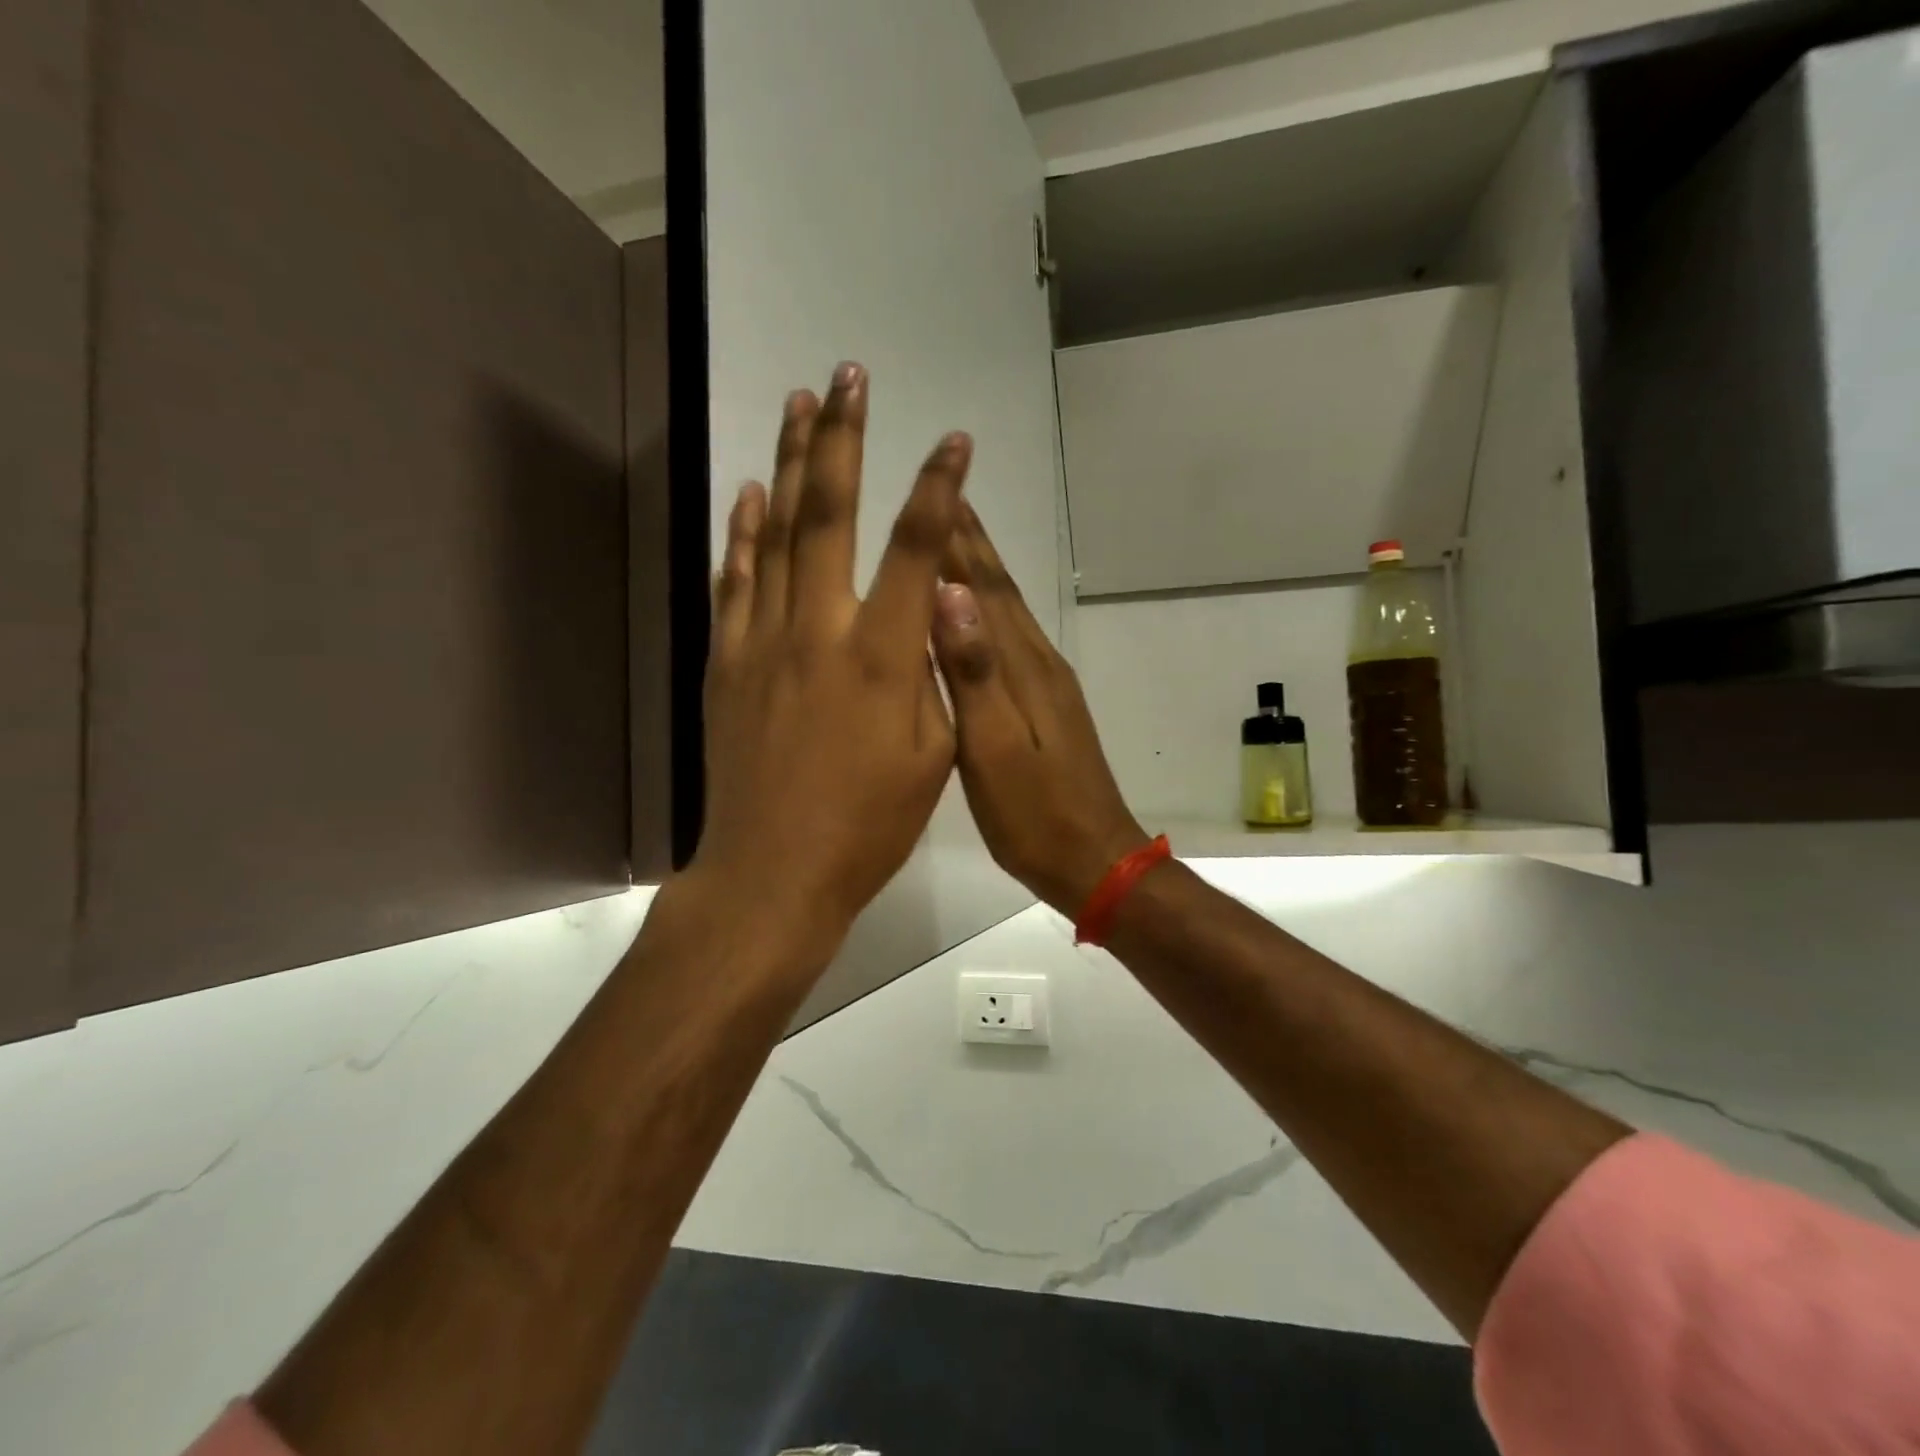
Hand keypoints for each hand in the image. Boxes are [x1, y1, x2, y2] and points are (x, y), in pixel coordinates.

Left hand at [692, 363, 969, 958]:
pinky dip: (741, 532)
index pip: (918, 550)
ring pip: (774, 534)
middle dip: (843, 438)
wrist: (772, 872)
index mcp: (884, 658)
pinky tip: (749, 495)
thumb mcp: (932, 759)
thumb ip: (935, 679)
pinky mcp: (727, 664)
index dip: (938, 487)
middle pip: (830, 514)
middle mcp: (820, 631)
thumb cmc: (867, 827)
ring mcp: (764, 642)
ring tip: (796, 405)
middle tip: (847, 376)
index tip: (952, 439)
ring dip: (787, 462)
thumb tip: (934, 618)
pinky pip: (734, 581)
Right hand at [932, 502, 1148, 914]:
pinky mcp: (1048, 709)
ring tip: (952, 542)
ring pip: (1008, 615)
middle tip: (945, 497)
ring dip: (982, 574)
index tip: (940, 491)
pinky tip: (975, 618)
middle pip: (1001, 592)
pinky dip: (989, 616)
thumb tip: (952, 595)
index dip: (962, 542)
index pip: (987, 590)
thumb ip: (975, 675)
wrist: (1096, 860)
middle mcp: (1039, 665)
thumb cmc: (1035, 816)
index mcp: (1024, 670)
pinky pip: (1012, 643)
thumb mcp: (996, 750)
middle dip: (972, 545)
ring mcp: (1048, 687)